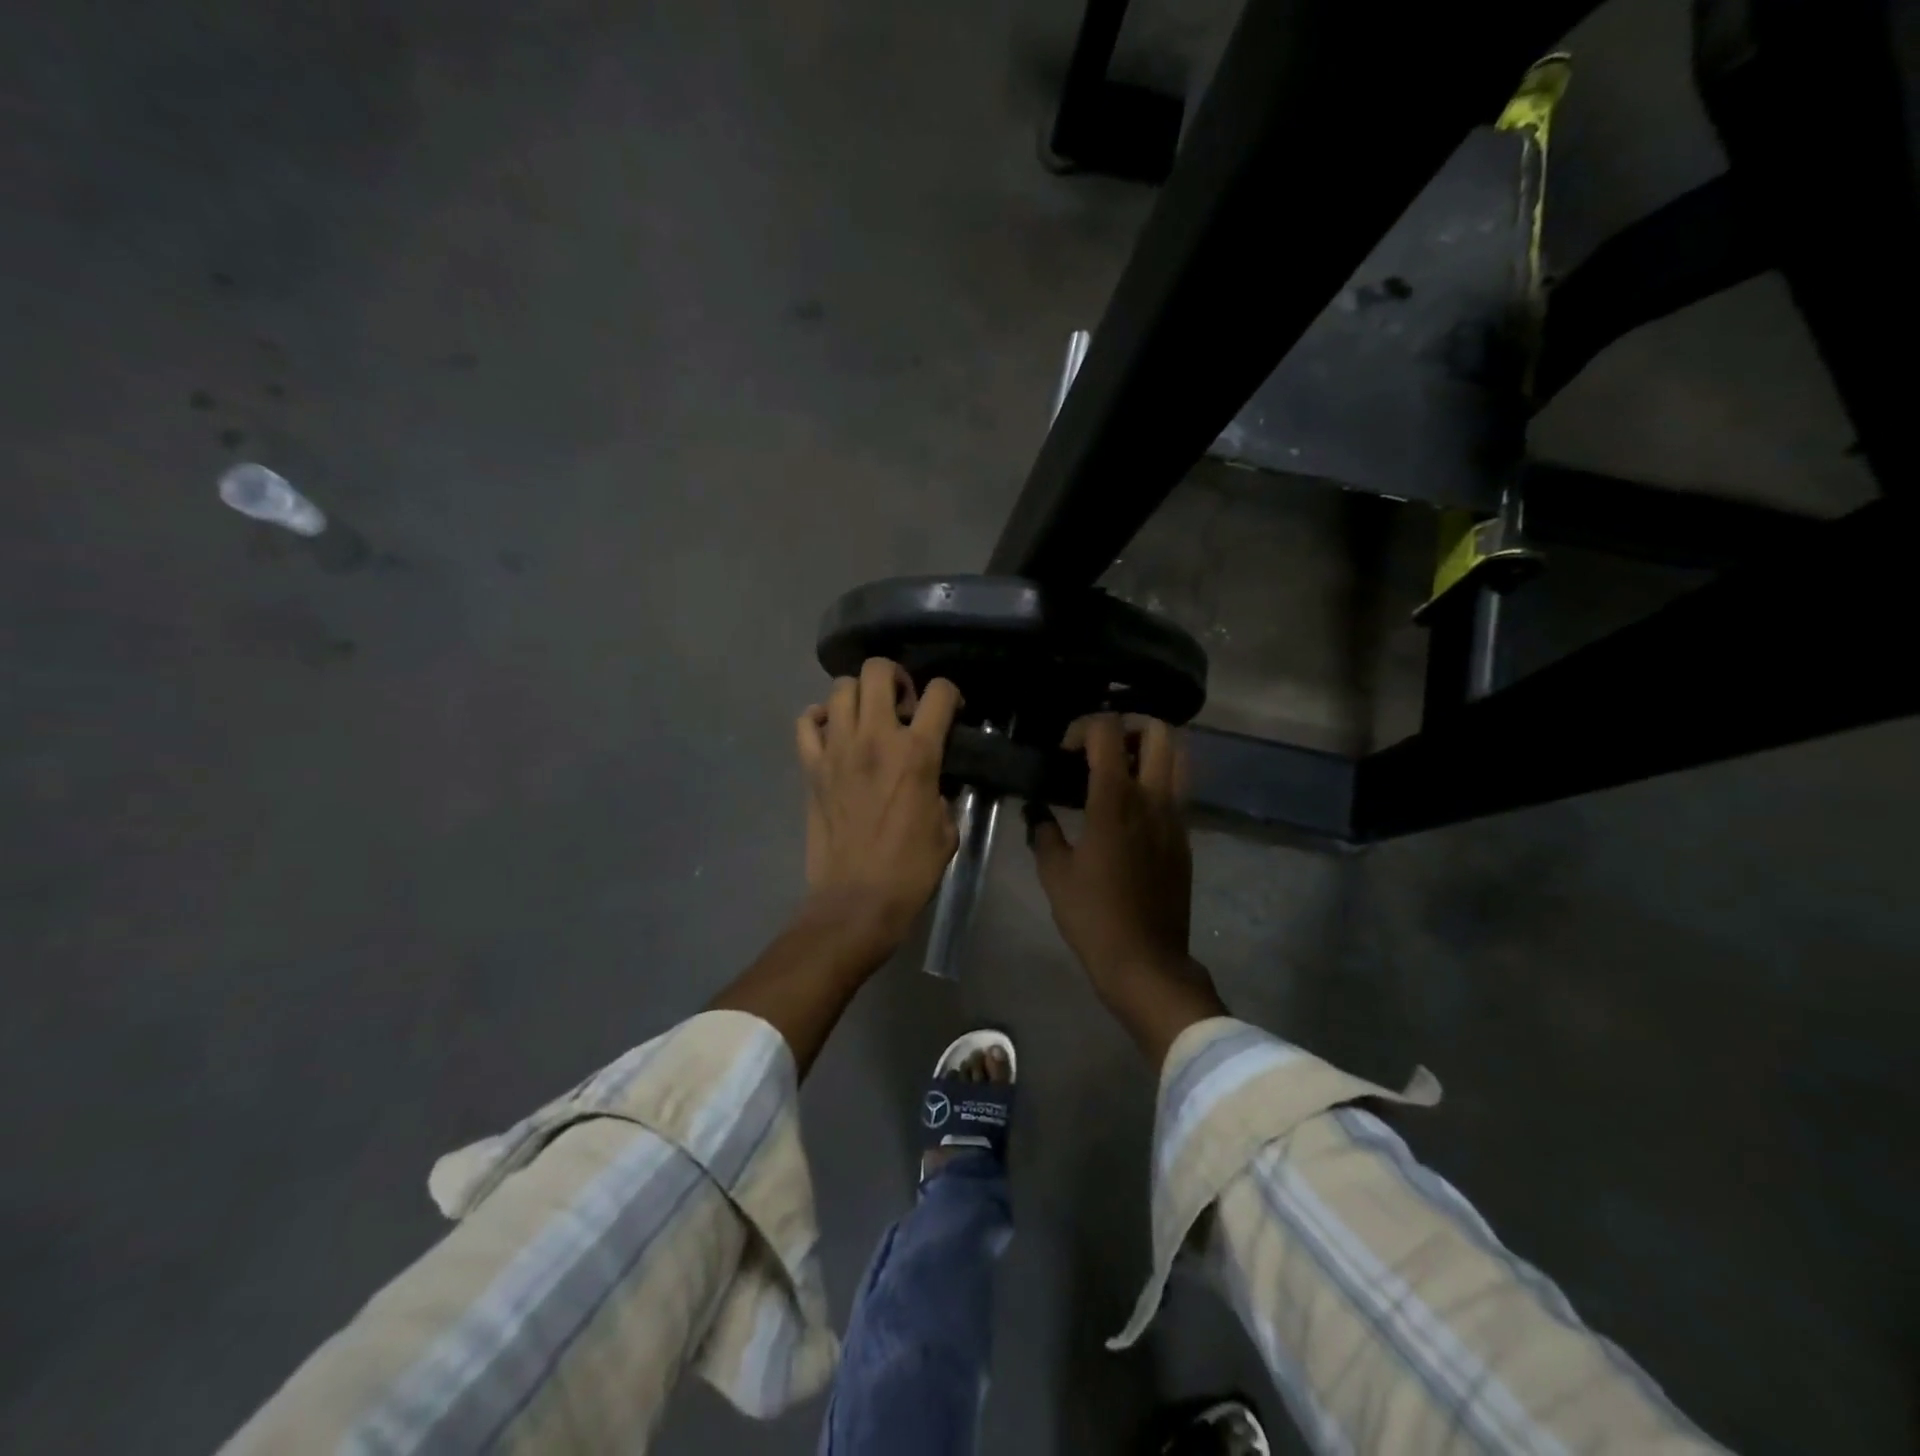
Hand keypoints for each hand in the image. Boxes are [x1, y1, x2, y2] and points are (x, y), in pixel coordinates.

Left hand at [796, 657, 960, 953]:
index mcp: (917, 753)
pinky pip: (806, 722)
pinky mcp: (811, 767)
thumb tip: (933, 780)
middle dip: (896, 677)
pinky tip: (833, 733)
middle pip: (878, 670)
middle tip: (902, 705)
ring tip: (868, 718)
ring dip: (859, 695)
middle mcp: (875, 738)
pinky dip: (819, 718)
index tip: (950, 712)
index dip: (951, 694)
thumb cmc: (910, 869)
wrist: (856, 900)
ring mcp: (836, 749)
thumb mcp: (947, 829)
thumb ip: (942, 791)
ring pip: (841, 688)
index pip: (939, 693)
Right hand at [1030, 714, 1225, 1061]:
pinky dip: (1157, 779)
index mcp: (1115, 802)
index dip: (1083, 727)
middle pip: (1159, 731)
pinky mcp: (1185, 837)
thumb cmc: (1094, 918)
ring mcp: (1176, 817)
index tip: (1064, 750)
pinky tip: (1128, 806)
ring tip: (1119, 768)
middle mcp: (1153, 799)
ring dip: (1149, 749)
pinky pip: (1178, 789)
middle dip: (1127, 725)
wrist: (1147, 962)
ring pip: (1179, 757)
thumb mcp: (1055, 875)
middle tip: (1099, 747)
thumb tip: (1037, 812)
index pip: (1108, 732)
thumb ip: (1043, 834)